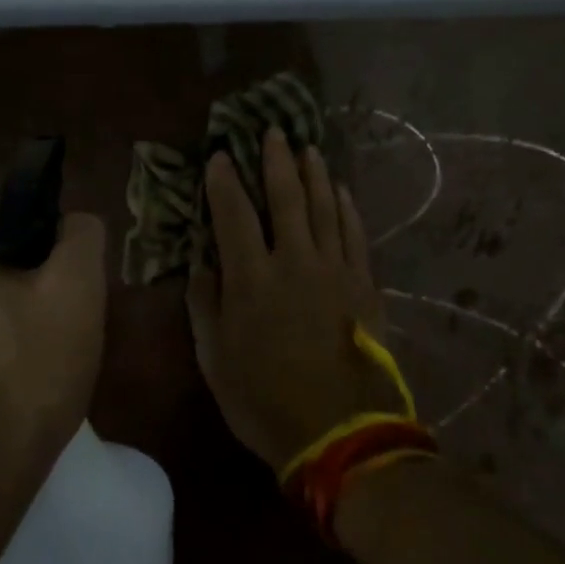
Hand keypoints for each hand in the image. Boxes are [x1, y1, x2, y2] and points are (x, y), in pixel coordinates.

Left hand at [0, 214, 106, 487]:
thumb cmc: (28, 373)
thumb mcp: (76, 291)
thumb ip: (80, 237)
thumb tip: (74, 221)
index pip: (6, 228)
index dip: (45, 254)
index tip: (68, 292)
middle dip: (22, 295)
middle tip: (59, 333)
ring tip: (33, 372)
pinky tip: (1, 399)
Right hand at [186, 127, 402, 474]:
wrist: (341, 432)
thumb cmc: (265, 401)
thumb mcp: (215, 360)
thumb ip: (204, 307)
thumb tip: (201, 267)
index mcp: (250, 278)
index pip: (233, 214)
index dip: (223, 181)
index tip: (219, 155)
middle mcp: (293, 261)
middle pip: (284, 198)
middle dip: (275, 161)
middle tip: (272, 131)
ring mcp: (334, 270)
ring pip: (323, 208)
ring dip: (313, 175)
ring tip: (307, 148)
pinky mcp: (363, 285)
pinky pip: (354, 235)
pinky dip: (346, 208)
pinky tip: (341, 190)